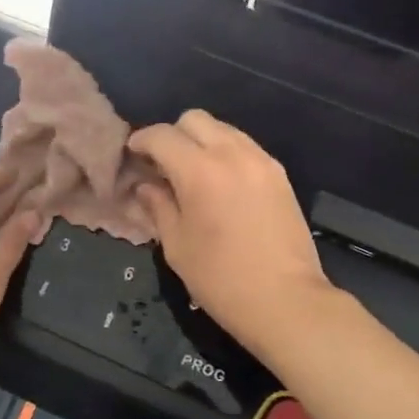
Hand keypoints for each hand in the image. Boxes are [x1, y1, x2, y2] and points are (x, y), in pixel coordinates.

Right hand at [127, 111, 334, 352]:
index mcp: (199, 170)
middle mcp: (231, 153)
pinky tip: (221, 182)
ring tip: (192, 172)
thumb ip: (158, 206)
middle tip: (162, 164)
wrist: (286, 300)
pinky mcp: (279, 173)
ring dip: (201, 141)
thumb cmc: (221, 279)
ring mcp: (260, 160)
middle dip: (172, 135)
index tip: (132, 155)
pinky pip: (244, 146)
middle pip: (194, 119)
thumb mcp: (177, 246)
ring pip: (222, 128)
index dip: (141, 140)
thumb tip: (145, 186)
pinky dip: (226, 152)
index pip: (162, 136)